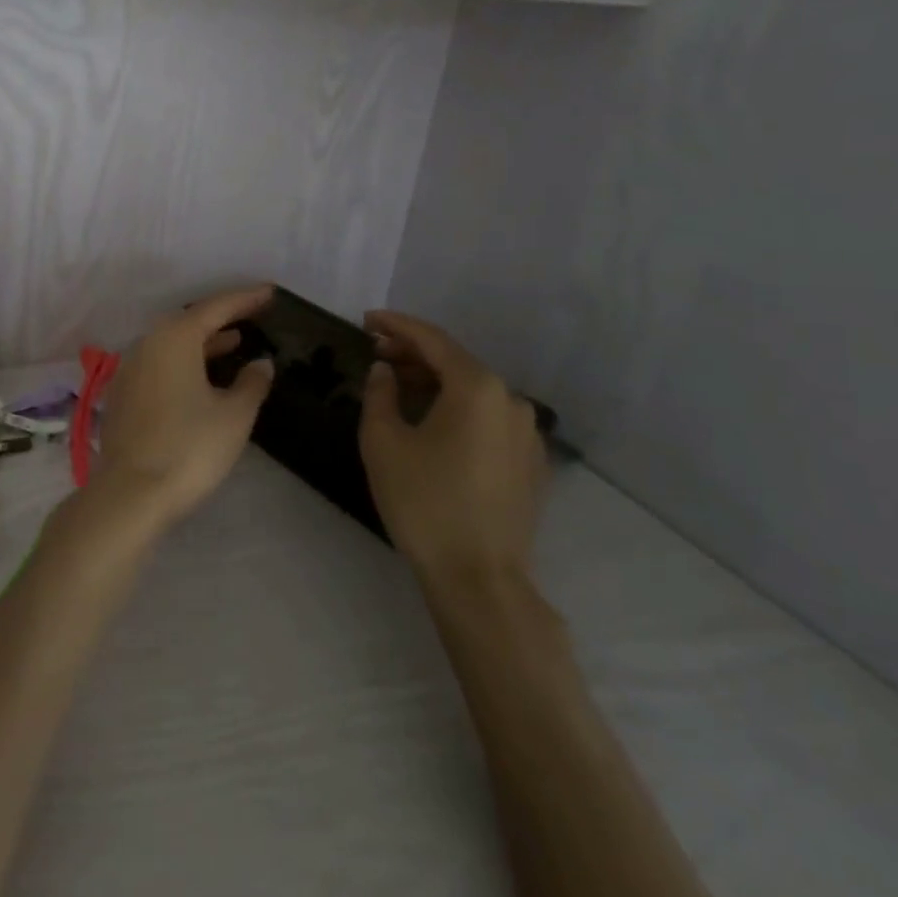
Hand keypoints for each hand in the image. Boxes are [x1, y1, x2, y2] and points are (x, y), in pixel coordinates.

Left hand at [87, 284, 276, 535]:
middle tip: (252, 317)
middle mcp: (147, 344)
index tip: (269, 292)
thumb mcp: (234, 415)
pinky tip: (201, 379)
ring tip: (234, 344)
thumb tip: (261, 363)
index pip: (215, 308)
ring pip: (171, 345)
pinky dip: (184, 363)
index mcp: (174, 338)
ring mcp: (129, 370)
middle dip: (221, 319)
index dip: (245, 299)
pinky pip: (159, 365)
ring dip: (203, 342)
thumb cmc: (190, 448)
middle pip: (188, 322)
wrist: (131, 493)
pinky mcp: (122, 396)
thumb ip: (251, 383)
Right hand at [358, 310, 545, 595]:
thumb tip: (385, 372)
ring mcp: (526, 432)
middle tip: (374, 354)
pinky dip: (456, 409)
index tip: (367, 319)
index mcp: (477, 387)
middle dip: (413, 354)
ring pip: (473, 391)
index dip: (396, 325)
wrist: (479, 577)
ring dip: (433, 382)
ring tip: (397, 387)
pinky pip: (487, 418)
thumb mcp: (383, 442)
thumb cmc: (424, 502)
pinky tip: (431, 423)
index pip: (432, 340)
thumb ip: (379, 394)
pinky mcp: (530, 461)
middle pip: (456, 363)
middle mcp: (510, 400)